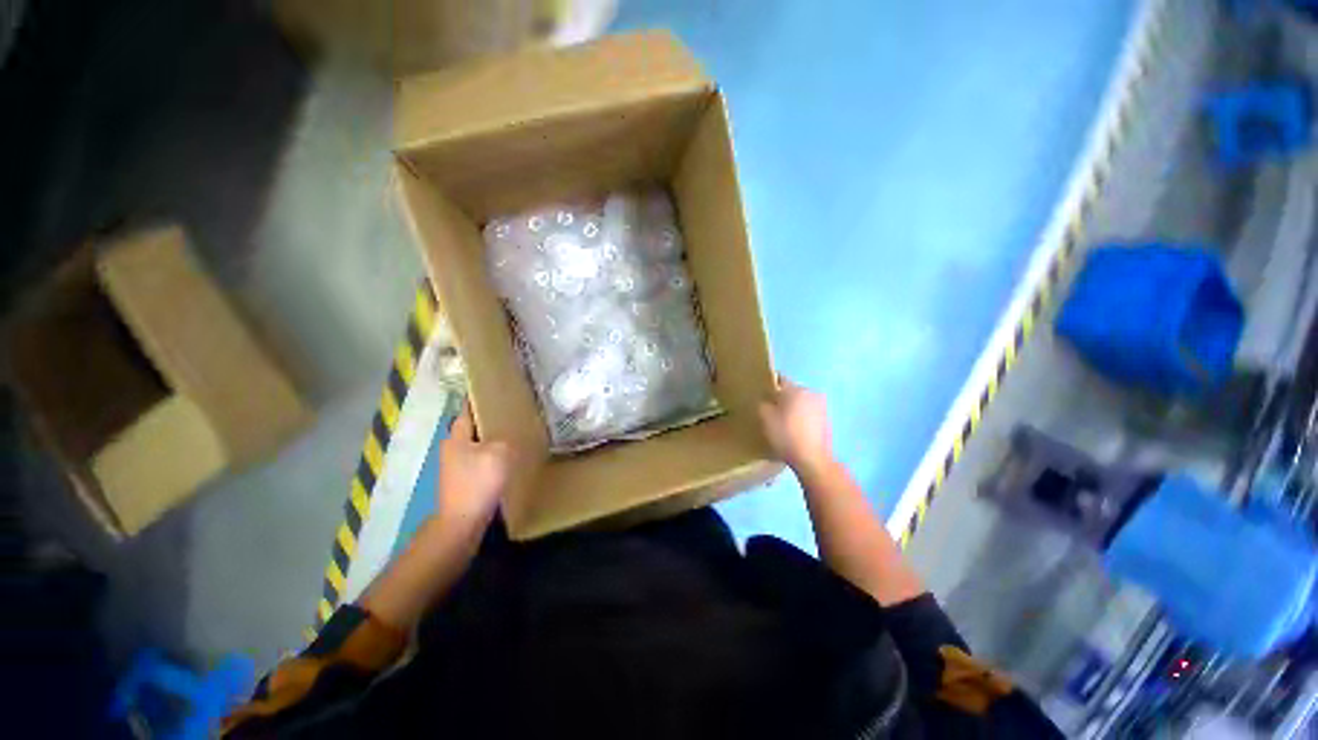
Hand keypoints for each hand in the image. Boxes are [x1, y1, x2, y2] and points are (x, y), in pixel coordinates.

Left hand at [437, 403, 512, 528]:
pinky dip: (494, 455)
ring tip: (516, 432)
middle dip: (490, 420)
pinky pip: (481, 460)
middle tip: (513, 412)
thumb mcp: (498, 453)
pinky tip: (509, 457)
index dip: (480, 399)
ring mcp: (457, 466)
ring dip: (493, 439)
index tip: (496, 391)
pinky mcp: (465, 480)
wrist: (463, 522)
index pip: (467, 410)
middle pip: (473, 427)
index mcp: (456, 437)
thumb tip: (506, 438)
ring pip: (478, 444)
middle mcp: (453, 448)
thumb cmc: (478, 482)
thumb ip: (503, 439)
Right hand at [759, 377, 835, 476]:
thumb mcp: (765, 418)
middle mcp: (810, 392)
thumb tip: (765, 398)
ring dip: (792, 408)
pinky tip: (794, 429)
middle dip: (780, 398)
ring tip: (782, 421)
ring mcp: (821, 406)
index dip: (768, 385)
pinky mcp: (826, 419)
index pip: (779, 379)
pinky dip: (801, 417)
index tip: (761, 395)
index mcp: (795, 389)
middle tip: (770, 410)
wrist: (812, 459)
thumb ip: (763, 403)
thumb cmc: (786, 436)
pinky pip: (808, 412)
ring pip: (800, 401)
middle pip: (790, 390)